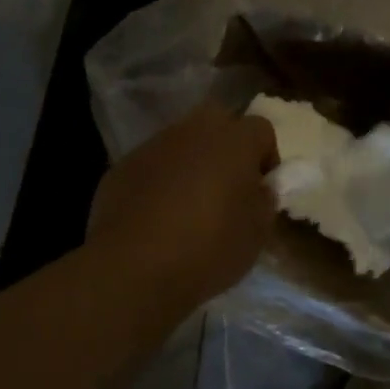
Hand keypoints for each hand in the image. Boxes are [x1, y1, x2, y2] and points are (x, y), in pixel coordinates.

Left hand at [88, 103, 278, 305]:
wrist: (133, 267)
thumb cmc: (208, 249)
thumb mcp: (256, 235)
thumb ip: (264, 202)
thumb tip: (259, 188)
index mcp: (233, 141)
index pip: (261, 129)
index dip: (266, 157)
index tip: (261, 189)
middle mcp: (193, 131)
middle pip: (218, 121)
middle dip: (226, 147)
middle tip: (227, 186)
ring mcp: (154, 145)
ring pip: (182, 141)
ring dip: (191, 162)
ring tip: (189, 204)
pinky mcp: (123, 165)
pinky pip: (152, 164)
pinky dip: (160, 180)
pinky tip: (156, 215)